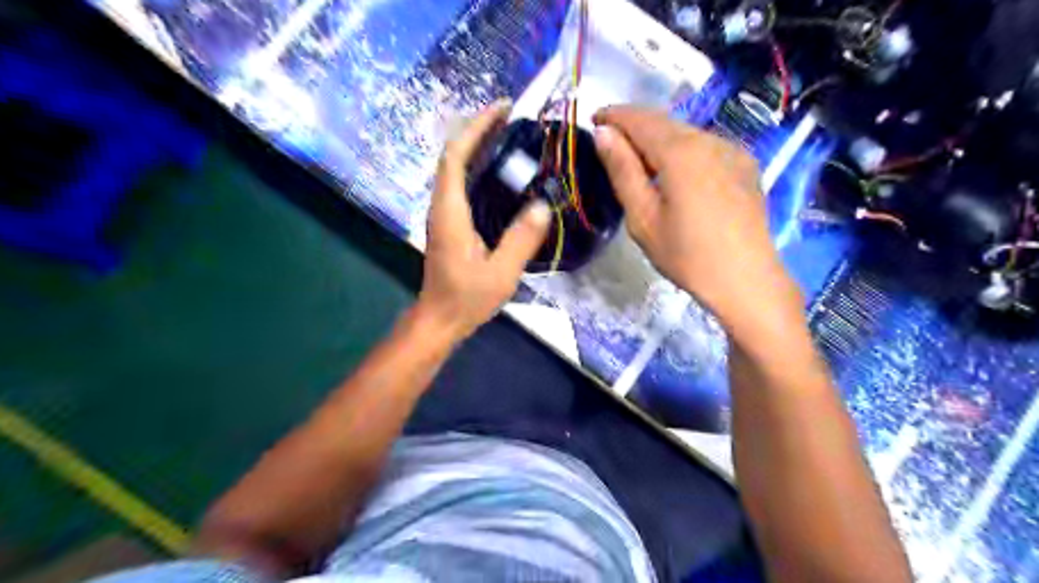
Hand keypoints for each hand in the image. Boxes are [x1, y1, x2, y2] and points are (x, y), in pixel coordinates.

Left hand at [417, 100, 555, 340]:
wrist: (440, 318)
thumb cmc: (466, 298)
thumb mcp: (500, 273)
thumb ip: (520, 240)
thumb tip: (543, 206)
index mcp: (450, 212)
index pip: (455, 157)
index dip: (476, 128)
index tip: (501, 110)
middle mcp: (442, 206)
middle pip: (454, 156)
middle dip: (479, 131)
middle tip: (512, 119)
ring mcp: (444, 214)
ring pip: (456, 169)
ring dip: (478, 147)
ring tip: (510, 137)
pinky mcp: (450, 223)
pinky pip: (462, 185)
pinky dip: (479, 168)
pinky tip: (502, 173)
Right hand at [593, 105, 801, 330]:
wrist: (746, 280)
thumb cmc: (686, 255)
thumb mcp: (643, 218)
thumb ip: (623, 171)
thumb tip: (604, 133)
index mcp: (681, 151)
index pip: (640, 119)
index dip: (614, 115)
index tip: (593, 119)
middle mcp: (710, 139)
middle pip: (665, 122)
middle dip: (635, 126)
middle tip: (611, 142)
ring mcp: (732, 150)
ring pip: (686, 133)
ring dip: (659, 139)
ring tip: (639, 160)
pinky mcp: (745, 165)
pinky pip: (705, 147)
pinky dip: (682, 151)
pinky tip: (675, 173)